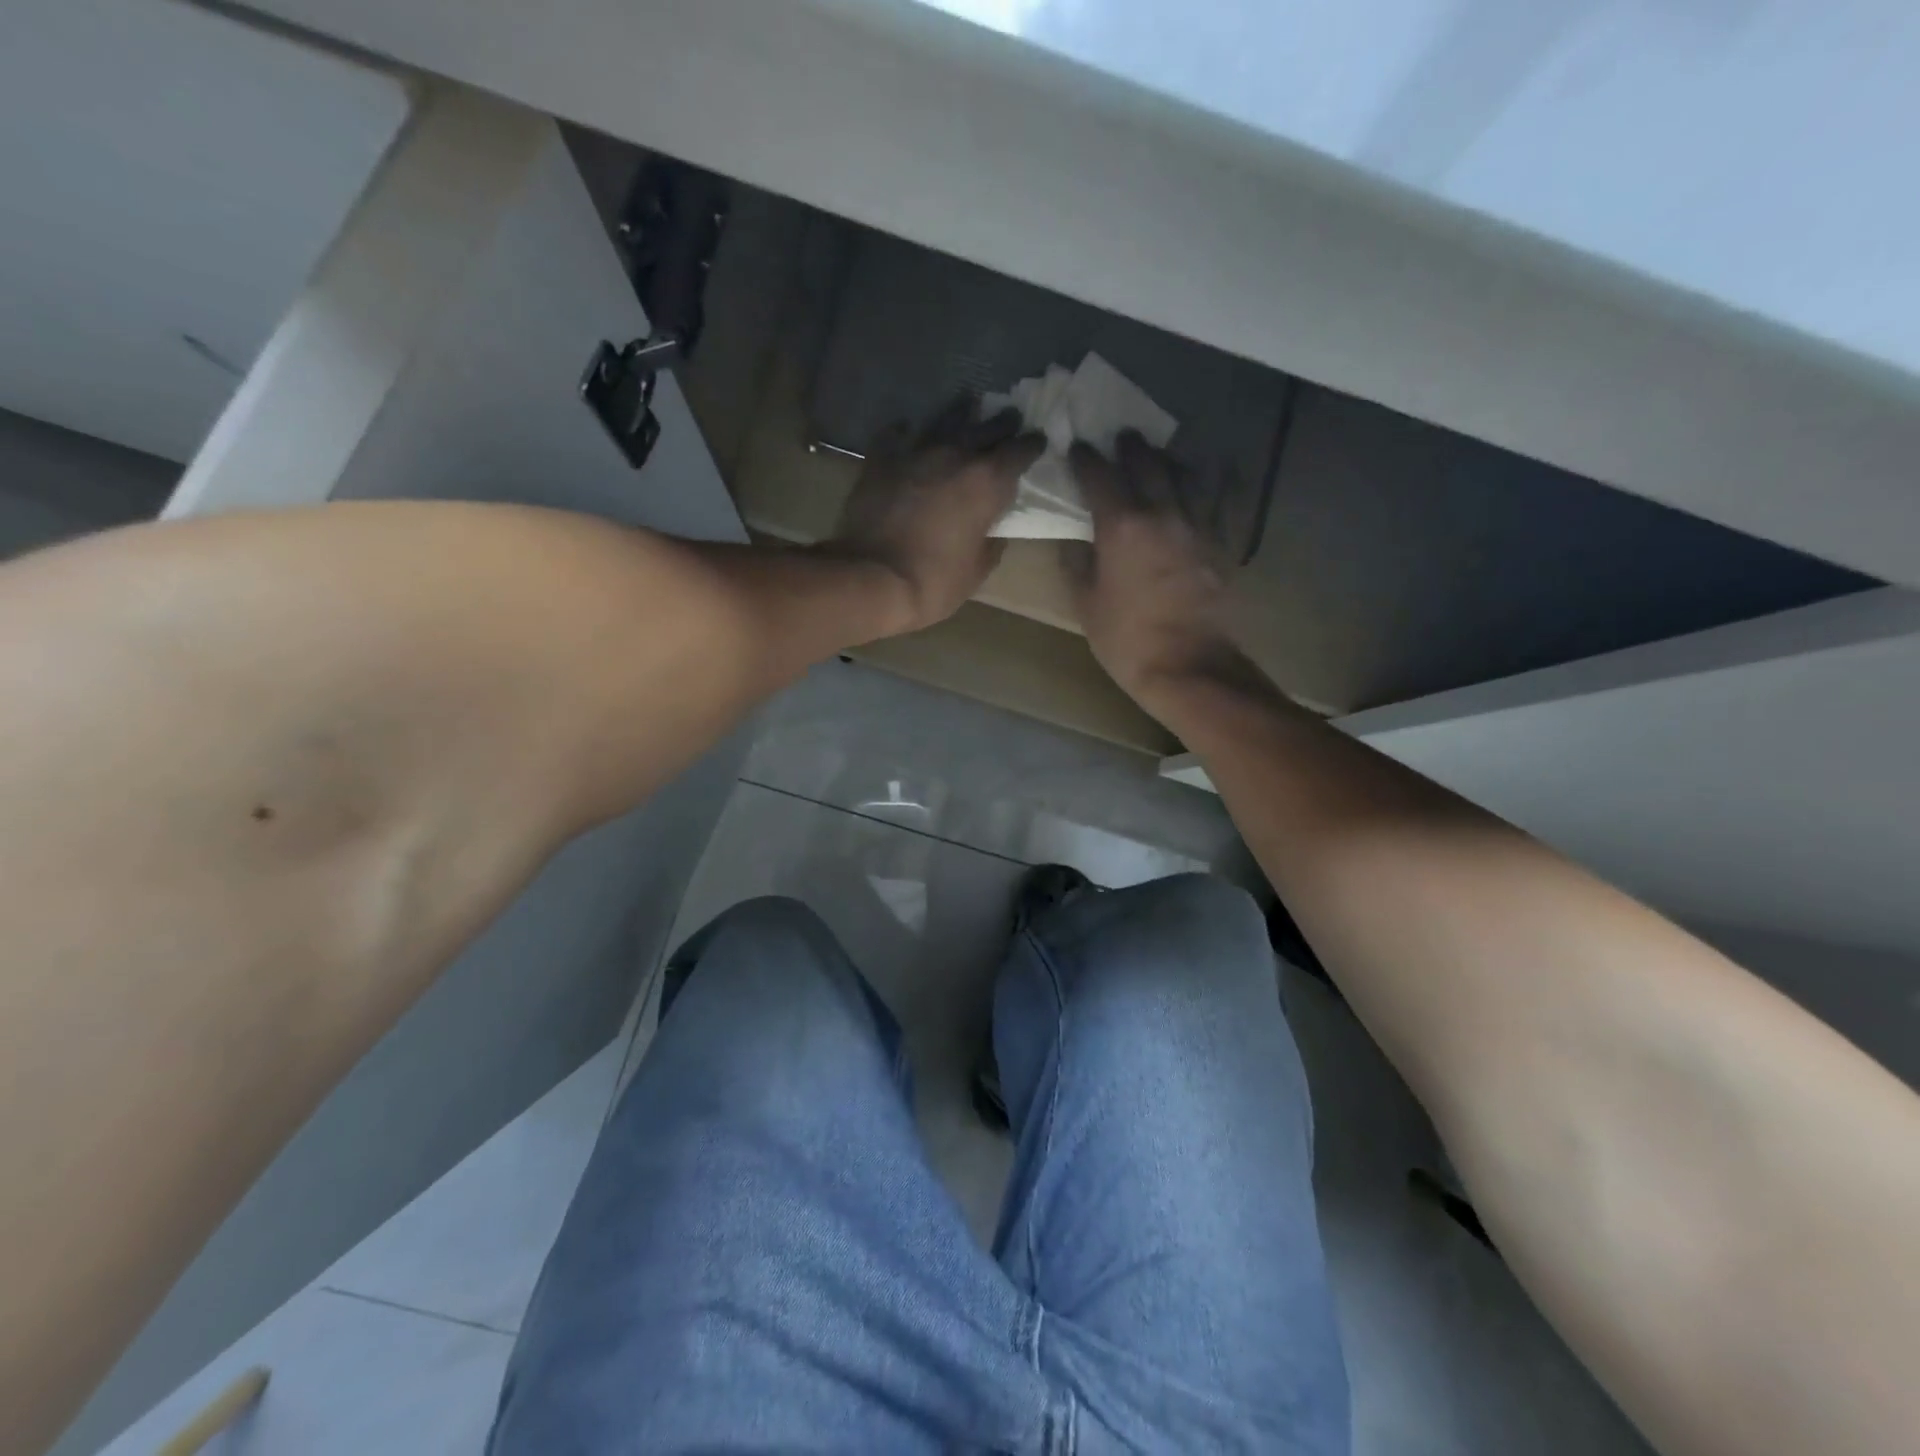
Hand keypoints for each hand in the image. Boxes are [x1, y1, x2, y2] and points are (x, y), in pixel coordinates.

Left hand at [826, 399, 1042, 636]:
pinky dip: (906, 431)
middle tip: (1010, 417)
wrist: (873, 578)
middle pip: (986, 428)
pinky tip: (908, 430)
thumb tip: (994, 530)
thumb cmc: (934, 581)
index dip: (1031, 446)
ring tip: (967, 404)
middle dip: (1002, 423)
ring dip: (959, 412)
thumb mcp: (977, 570)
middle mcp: (955, 455)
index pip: (1019, 452)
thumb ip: (991, 543)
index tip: (1037, 441)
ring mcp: (915, 452)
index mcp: (987, 482)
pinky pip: (896, 434)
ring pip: (944, 419)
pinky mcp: (881, 459)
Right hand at [1066, 432, 1246, 707]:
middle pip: (1147, 465)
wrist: (1191, 666)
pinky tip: (1206, 481)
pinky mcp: (1220, 544)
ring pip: (1185, 476)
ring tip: (1160, 455)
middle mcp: (1161, 514)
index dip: (1087, 459)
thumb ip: (1077, 564)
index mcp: (1121, 527)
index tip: (1078, 447)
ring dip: (1168, 461)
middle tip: (1122, 437)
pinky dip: (1208, 485)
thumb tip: (1075, 539)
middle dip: (1131, 448)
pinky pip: (1215, 502)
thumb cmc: (1128, 639)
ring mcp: (1196, 526)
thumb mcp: (1086, 604)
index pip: (1100, 477)